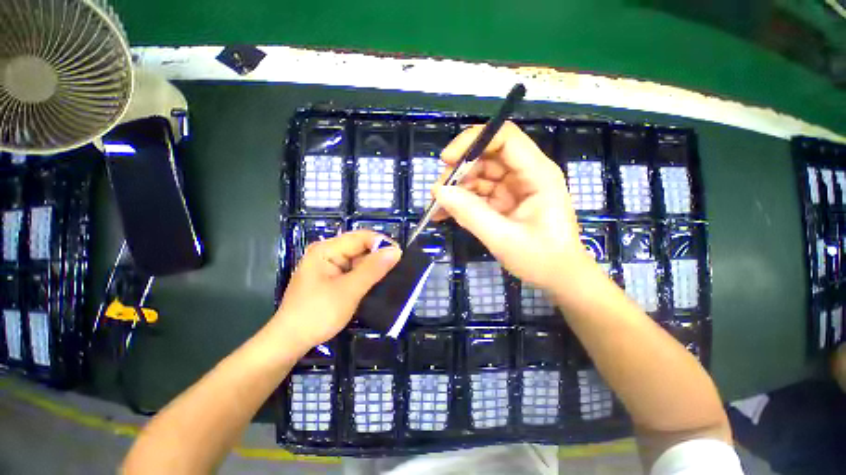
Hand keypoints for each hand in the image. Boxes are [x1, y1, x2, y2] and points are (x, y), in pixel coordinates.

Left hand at [269, 231, 400, 351]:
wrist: (290, 341)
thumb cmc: (318, 314)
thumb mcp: (349, 290)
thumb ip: (373, 269)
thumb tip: (396, 251)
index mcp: (327, 249)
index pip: (361, 237)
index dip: (382, 243)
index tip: (400, 257)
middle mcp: (327, 252)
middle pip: (360, 247)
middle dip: (379, 256)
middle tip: (398, 269)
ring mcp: (328, 265)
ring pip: (358, 259)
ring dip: (374, 267)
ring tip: (392, 276)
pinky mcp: (331, 278)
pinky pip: (353, 270)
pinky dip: (366, 276)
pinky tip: (377, 282)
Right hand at [433, 121, 592, 290]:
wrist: (558, 278)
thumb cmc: (541, 260)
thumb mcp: (504, 238)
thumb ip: (471, 214)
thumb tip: (439, 192)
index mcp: (537, 174)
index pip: (505, 138)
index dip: (473, 141)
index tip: (447, 161)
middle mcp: (525, 174)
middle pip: (487, 155)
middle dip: (459, 171)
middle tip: (438, 193)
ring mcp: (513, 187)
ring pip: (479, 174)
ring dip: (456, 188)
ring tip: (438, 208)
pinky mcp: (504, 201)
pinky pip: (478, 193)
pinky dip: (460, 201)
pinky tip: (444, 214)